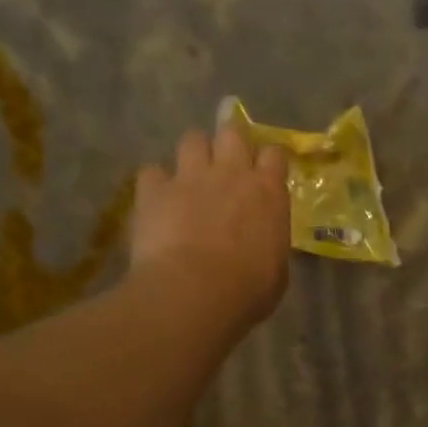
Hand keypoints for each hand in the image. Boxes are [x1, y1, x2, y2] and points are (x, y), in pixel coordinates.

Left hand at [131, 127, 291, 332]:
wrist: (194, 293)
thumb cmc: (246, 290)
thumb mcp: (276, 271)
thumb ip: (270, 245)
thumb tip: (264, 245)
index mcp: (268, 192)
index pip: (274, 154)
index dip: (267, 162)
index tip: (263, 175)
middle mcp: (231, 173)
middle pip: (232, 133)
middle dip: (228, 145)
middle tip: (224, 167)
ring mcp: (190, 177)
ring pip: (192, 138)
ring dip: (192, 154)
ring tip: (189, 176)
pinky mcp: (154, 190)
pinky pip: (151, 171)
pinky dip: (154, 183)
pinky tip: (156, 200)